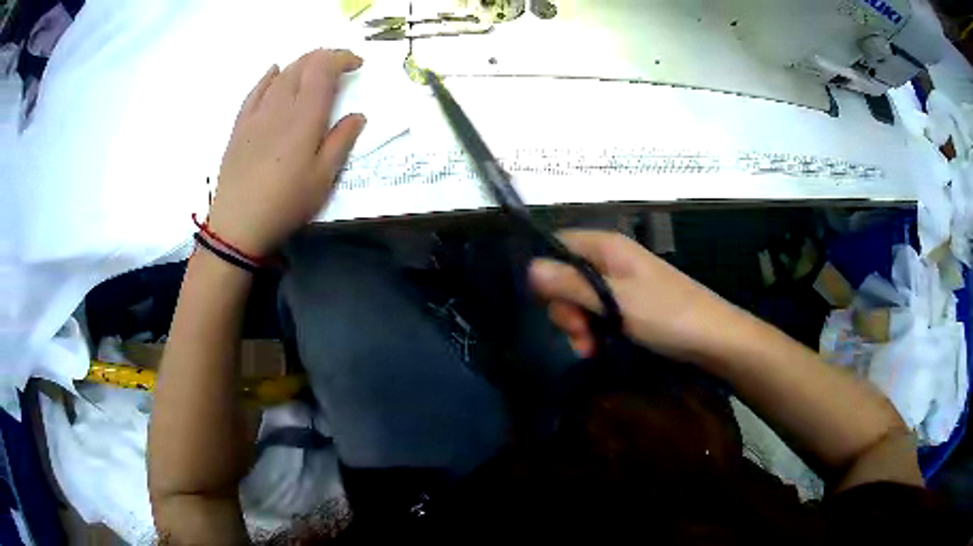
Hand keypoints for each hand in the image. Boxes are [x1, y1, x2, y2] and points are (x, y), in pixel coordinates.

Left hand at [206, 49, 366, 256]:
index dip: (342, 58)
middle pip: (302, 64)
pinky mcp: (240, 125)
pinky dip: (269, 76)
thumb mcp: (323, 178)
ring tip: (313, 72)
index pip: (323, 68)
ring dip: (301, 64)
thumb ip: (341, 141)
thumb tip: (357, 115)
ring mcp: (256, 113)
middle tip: (339, 67)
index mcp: (305, 116)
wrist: (238, 224)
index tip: (357, 64)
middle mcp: (280, 105)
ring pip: (280, 74)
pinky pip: (255, 90)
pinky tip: (274, 72)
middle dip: (324, 57)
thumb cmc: (286, 203)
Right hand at [529, 230, 742, 361]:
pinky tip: (598, 349)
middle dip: (566, 308)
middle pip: (567, 276)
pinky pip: (599, 313)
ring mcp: (622, 284)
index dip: (548, 271)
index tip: (549, 303)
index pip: (560, 244)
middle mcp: (612, 260)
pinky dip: (594, 331)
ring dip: (579, 325)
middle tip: (578, 334)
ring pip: (581, 299)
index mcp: (608, 247)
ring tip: (589, 349)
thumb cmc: (666, 314)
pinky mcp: (630, 306)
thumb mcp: (615, 300)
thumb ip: (571, 284)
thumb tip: (530, 267)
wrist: (713, 338)